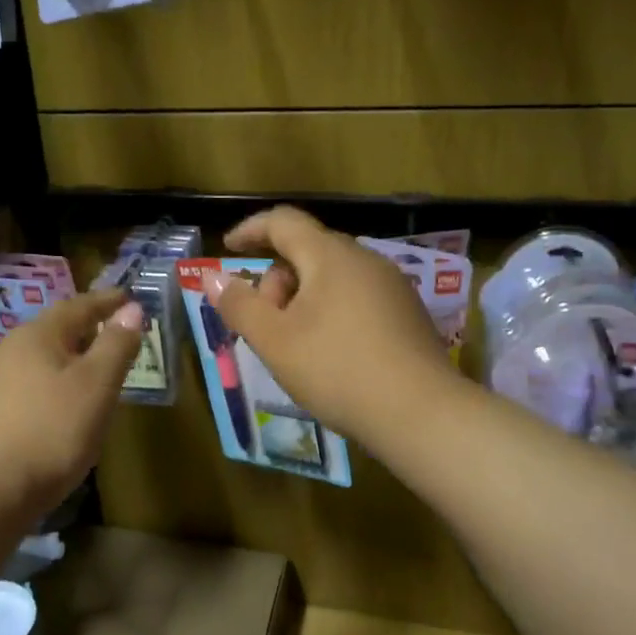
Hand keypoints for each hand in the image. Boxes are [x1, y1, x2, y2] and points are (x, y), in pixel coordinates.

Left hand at [0, 289, 143, 519]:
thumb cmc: (48, 433)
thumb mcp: (95, 388)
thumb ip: (115, 346)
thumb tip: (131, 308)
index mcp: (35, 336)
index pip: (77, 306)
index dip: (106, 302)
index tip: (128, 298)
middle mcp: (4, 351)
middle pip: (51, 333)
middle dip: (83, 334)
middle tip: (111, 341)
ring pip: (33, 364)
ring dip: (61, 365)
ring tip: (85, 381)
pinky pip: (19, 392)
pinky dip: (43, 392)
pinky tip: (51, 415)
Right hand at [205, 207, 461, 445]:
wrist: (420, 413)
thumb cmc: (337, 370)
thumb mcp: (274, 341)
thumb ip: (240, 306)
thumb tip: (214, 279)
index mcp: (330, 255)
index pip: (283, 221)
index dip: (250, 230)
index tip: (228, 248)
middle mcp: (365, 259)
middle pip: (307, 251)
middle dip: (276, 280)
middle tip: (265, 324)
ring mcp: (392, 286)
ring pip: (332, 277)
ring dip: (302, 299)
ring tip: (295, 345)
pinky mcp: (407, 313)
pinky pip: (356, 297)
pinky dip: (330, 312)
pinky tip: (331, 354)